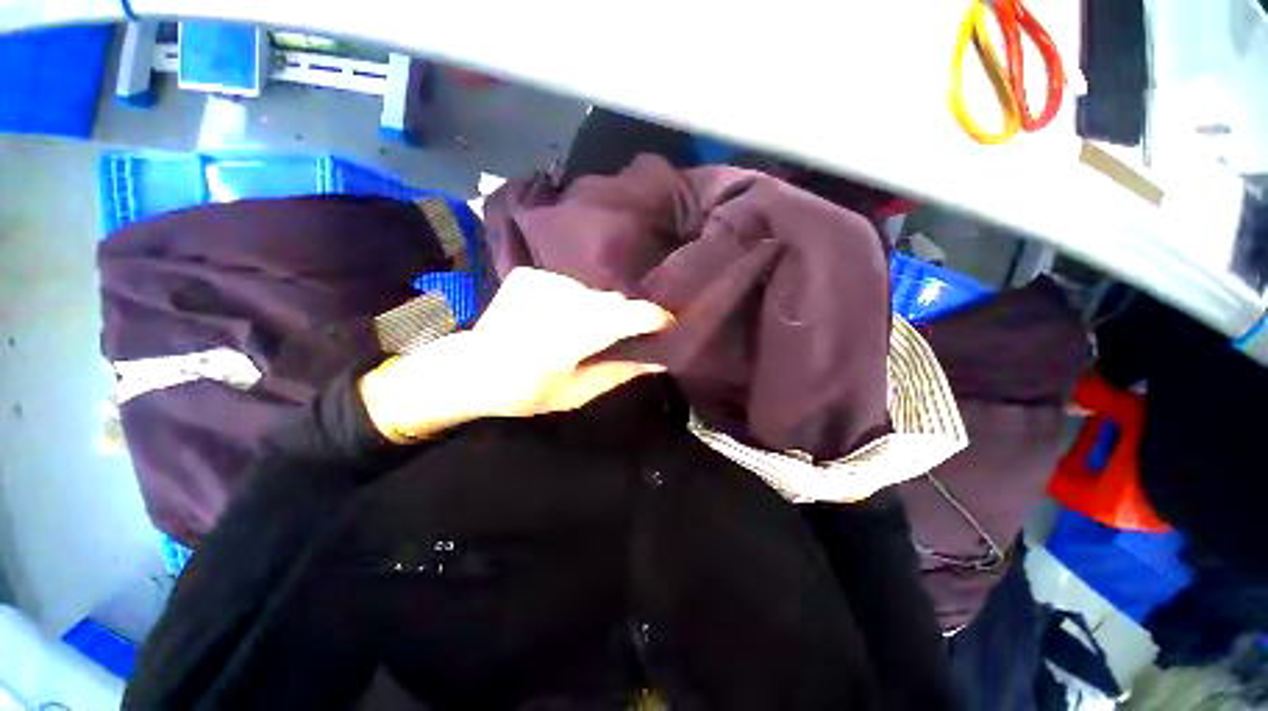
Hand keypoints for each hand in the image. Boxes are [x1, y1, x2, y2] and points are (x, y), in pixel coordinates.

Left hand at [359, 268, 672, 442]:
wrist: (471, 368)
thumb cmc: (524, 391)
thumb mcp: (575, 393)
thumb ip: (618, 372)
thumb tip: (658, 360)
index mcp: (565, 341)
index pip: (620, 318)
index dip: (649, 317)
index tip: (668, 322)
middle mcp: (556, 304)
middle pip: (610, 301)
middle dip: (624, 316)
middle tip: (624, 335)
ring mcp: (540, 283)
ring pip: (592, 292)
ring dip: (598, 310)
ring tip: (587, 330)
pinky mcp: (530, 275)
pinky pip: (570, 285)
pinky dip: (575, 301)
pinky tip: (559, 317)